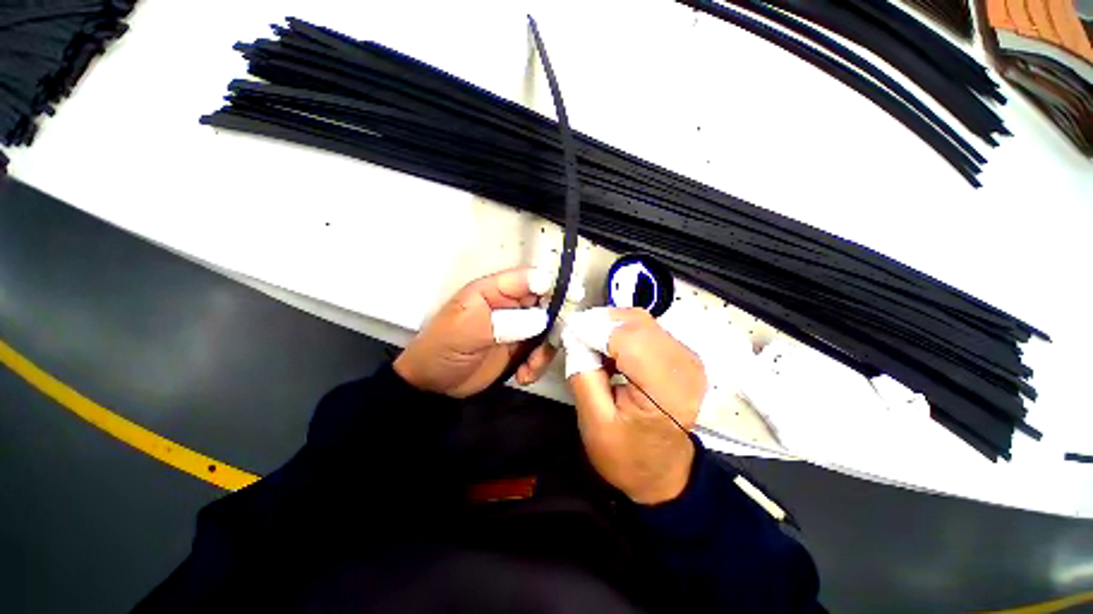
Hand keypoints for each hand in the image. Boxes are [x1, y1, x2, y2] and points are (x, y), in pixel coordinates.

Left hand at [393, 267, 557, 397]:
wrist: (434, 385)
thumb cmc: (442, 349)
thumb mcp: (466, 331)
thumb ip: (503, 322)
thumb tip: (542, 319)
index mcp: (494, 291)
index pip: (528, 279)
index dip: (551, 285)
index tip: (572, 298)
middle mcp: (511, 306)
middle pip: (546, 304)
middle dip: (554, 324)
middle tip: (549, 345)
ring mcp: (518, 328)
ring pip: (548, 331)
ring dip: (545, 350)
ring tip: (529, 367)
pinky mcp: (520, 349)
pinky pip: (541, 352)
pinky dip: (538, 365)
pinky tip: (523, 376)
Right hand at [565, 308, 706, 504]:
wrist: (664, 473)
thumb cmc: (628, 455)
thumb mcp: (594, 423)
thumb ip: (583, 374)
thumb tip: (575, 337)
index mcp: (665, 390)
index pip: (627, 339)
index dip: (594, 329)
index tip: (568, 332)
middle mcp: (684, 366)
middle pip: (636, 323)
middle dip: (600, 323)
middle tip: (576, 337)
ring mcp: (687, 358)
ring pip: (641, 321)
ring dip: (611, 326)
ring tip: (591, 345)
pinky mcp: (682, 355)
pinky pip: (648, 329)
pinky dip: (623, 331)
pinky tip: (610, 350)